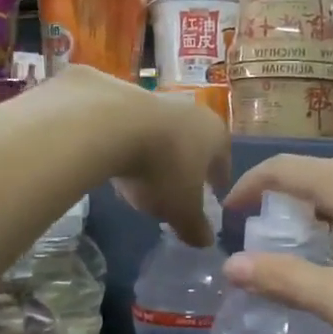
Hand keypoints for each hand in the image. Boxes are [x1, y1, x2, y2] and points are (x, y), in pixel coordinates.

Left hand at [46, 66, 229, 245]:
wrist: (108, 124)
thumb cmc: (161, 169)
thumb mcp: (181, 210)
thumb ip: (195, 227)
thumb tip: (206, 241)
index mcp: (214, 134)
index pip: (223, 161)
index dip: (217, 180)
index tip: (211, 194)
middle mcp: (190, 110)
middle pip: (191, 141)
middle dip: (184, 163)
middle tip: (173, 187)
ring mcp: (153, 97)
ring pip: (158, 130)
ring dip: (152, 149)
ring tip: (136, 175)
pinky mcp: (117, 92)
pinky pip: (126, 124)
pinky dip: (122, 139)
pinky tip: (109, 157)